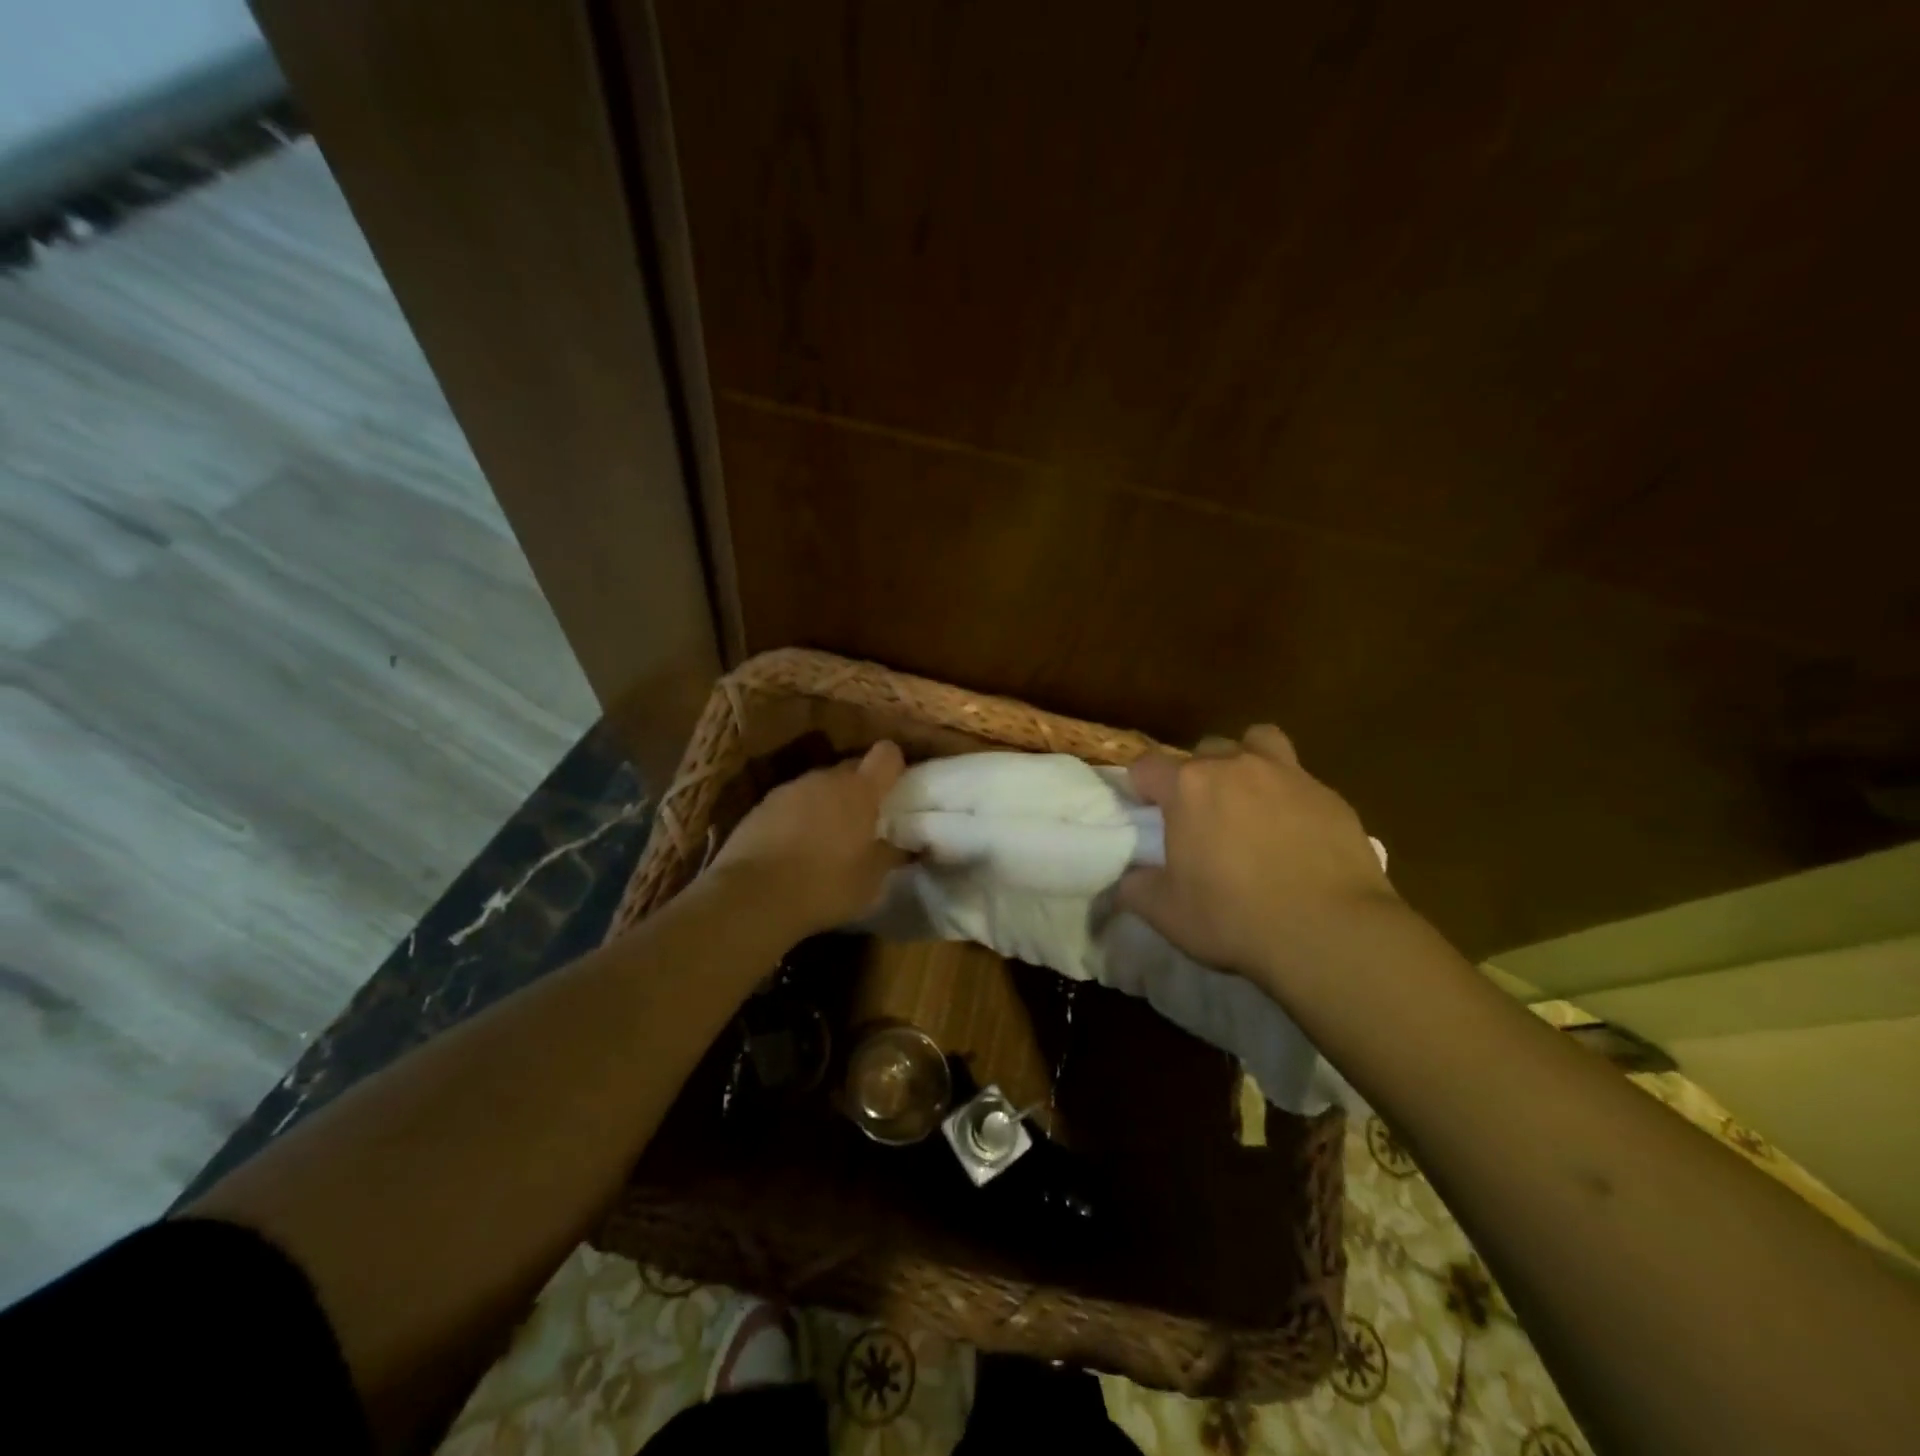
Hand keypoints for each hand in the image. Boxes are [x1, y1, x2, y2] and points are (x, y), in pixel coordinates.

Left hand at [708, 741, 907, 935]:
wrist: (752, 896)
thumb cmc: (825, 885)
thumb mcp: (871, 880)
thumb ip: (891, 854)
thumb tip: (907, 845)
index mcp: (860, 790)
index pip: (887, 754)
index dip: (895, 767)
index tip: (897, 789)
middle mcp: (825, 779)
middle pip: (852, 768)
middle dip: (861, 788)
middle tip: (865, 821)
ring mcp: (790, 789)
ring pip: (820, 786)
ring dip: (828, 802)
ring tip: (828, 837)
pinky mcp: (761, 805)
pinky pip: (792, 802)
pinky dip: (799, 816)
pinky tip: (795, 846)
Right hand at [1116, 725, 1400, 994]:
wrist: (1329, 931)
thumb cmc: (1234, 917)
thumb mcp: (1165, 913)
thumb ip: (1136, 887)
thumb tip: (1128, 878)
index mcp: (1188, 787)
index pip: (1147, 765)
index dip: (1142, 786)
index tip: (1148, 812)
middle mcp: (1235, 767)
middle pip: (1204, 750)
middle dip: (1197, 774)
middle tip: (1202, 814)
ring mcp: (1288, 775)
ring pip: (1259, 742)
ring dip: (1248, 761)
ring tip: (1251, 799)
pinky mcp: (1330, 796)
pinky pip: (1301, 780)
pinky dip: (1291, 797)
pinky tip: (1297, 834)